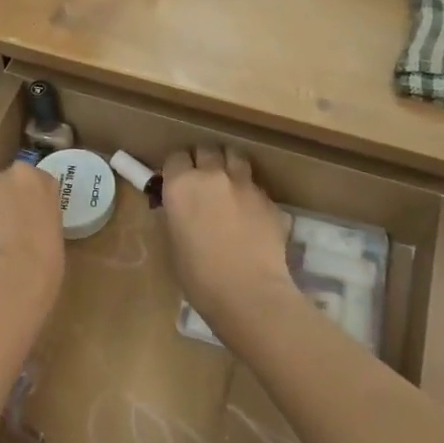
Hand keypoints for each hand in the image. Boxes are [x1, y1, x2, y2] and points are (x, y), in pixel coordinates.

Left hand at [0, 164, 64, 319]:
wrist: (10, 276)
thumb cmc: (42, 267)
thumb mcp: (52, 237)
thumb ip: (38, 221)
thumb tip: (23, 229)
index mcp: (44, 182)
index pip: (32, 183)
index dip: (23, 204)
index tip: (19, 222)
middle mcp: (16, 172)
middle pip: (4, 183)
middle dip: (0, 202)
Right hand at [160, 146, 295, 339]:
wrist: (249, 293)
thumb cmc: (200, 277)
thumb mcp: (174, 243)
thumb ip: (176, 215)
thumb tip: (179, 208)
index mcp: (181, 185)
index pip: (175, 157)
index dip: (176, 168)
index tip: (177, 180)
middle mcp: (212, 175)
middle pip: (206, 149)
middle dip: (203, 160)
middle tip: (202, 179)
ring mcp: (244, 184)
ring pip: (235, 156)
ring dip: (229, 164)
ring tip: (228, 183)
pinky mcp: (269, 199)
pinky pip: (256, 185)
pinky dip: (250, 192)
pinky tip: (250, 212)